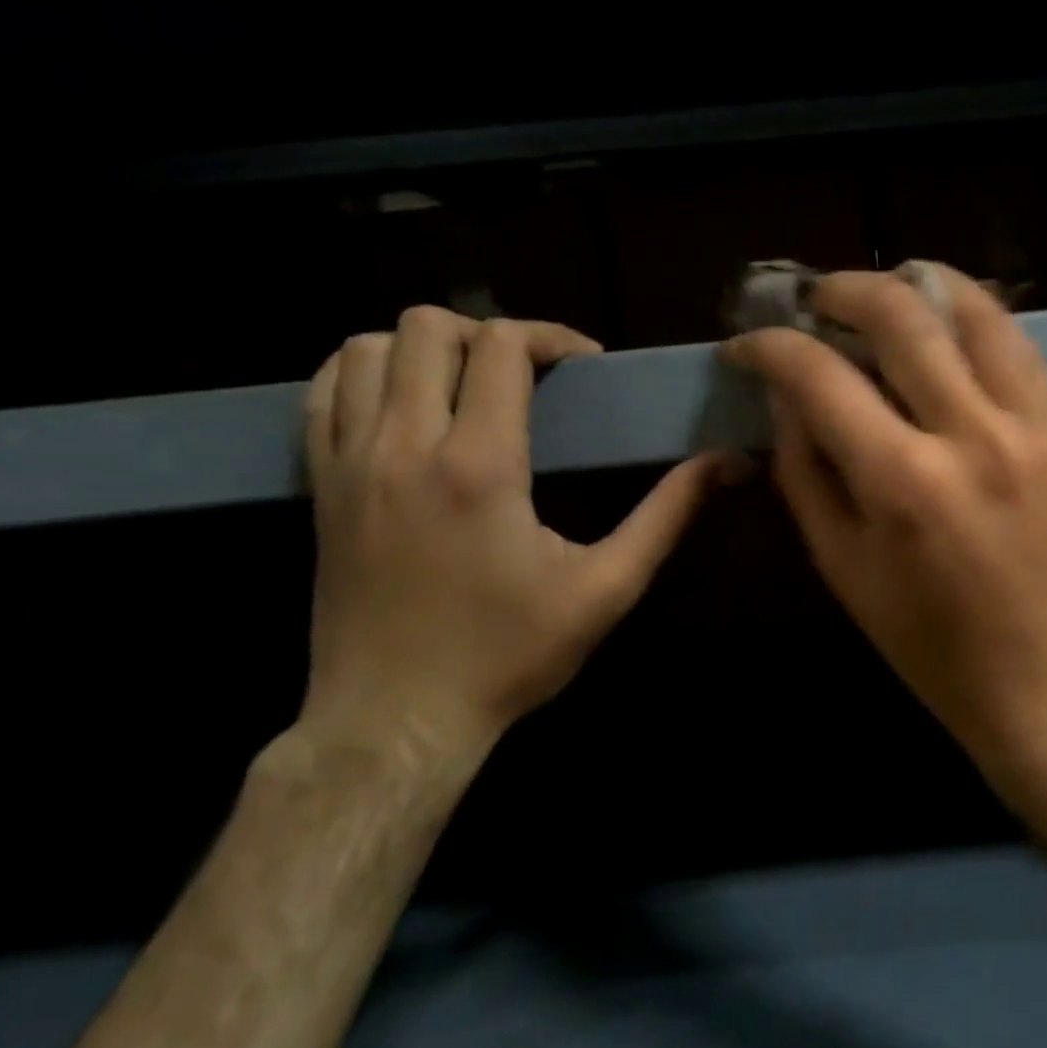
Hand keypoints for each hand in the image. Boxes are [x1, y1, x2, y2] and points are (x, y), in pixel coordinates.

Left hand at [300, 307, 737, 764]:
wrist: (395, 720)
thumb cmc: (510, 655)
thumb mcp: (607, 588)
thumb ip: (667, 514)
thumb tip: (727, 463)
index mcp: (480, 465)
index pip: (501, 347)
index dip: (550, 337)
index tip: (584, 366)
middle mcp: (404, 446)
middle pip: (427, 327)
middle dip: (488, 334)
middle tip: (528, 374)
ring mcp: (348, 463)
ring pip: (364, 348)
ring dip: (424, 349)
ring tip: (468, 386)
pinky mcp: (319, 487)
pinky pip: (321, 393)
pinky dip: (364, 376)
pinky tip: (405, 407)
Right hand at [723, 265, 1046, 858]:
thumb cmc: (935, 650)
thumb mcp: (845, 571)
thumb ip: (807, 474)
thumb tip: (789, 400)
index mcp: (902, 483)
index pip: (819, 376)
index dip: (770, 347)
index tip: (747, 345)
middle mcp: (970, 435)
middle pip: (900, 315)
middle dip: (842, 290)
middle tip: (814, 300)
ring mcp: (1030, 427)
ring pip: (974, 310)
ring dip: (918, 283)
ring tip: (884, 290)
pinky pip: (1019, 347)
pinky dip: (975, 317)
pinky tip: (947, 323)